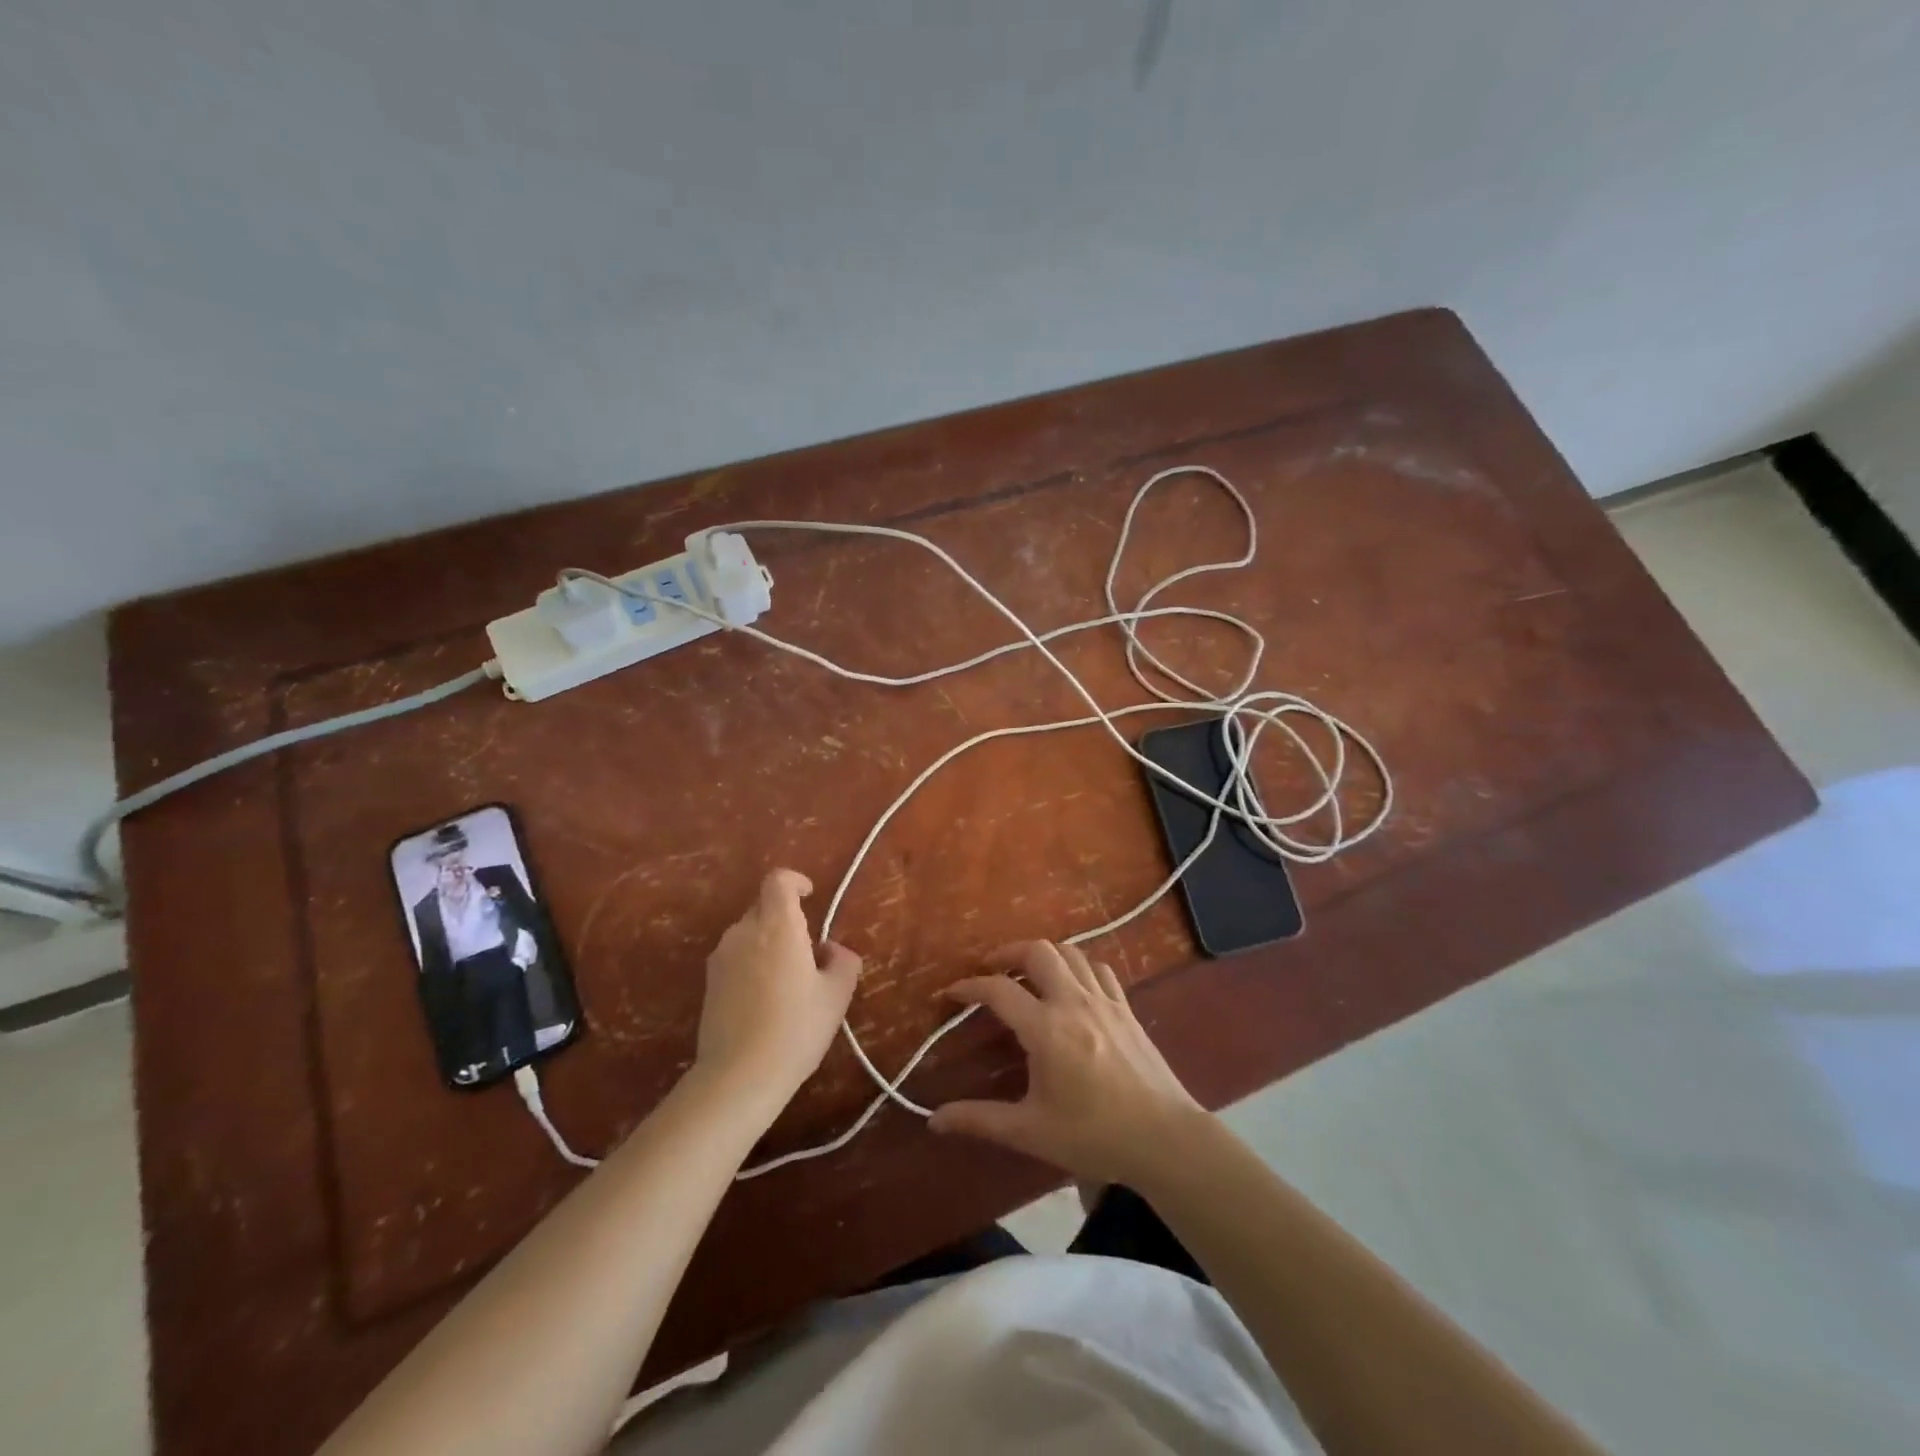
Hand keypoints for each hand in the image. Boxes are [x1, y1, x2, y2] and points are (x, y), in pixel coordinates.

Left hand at [695, 869, 859, 1109]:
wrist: (738, 1077)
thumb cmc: (796, 1029)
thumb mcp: (836, 996)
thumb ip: (842, 962)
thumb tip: (831, 951)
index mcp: (777, 926)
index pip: (778, 881)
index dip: (795, 881)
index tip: (810, 895)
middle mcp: (744, 932)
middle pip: (764, 907)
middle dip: (786, 919)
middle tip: (808, 952)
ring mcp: (721, 958)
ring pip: (749, 934)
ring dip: (768, 944)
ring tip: (788, 981)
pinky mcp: (708, 984)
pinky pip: (736, 958)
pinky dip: (752, 965)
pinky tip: (765, 1000)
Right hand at [929, 941, 1203, 1187]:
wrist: (1165, 1139)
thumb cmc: (1094, 1136)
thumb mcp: (1031, 1131)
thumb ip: (980, 1120)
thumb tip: (934, 1120)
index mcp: (1046, 1029)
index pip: (999, 990)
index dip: (969, 986)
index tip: (951, 992)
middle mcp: (1073, 1002)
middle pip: (1038, 951)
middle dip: (1008, 953)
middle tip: (991, 970)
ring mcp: (1104, 1000)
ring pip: (1070, 952)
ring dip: (1043, 955)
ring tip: (1028, 973)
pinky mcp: (1126, 1008)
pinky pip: (1098, 969)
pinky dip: (1078, 966)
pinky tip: (1072, 985)